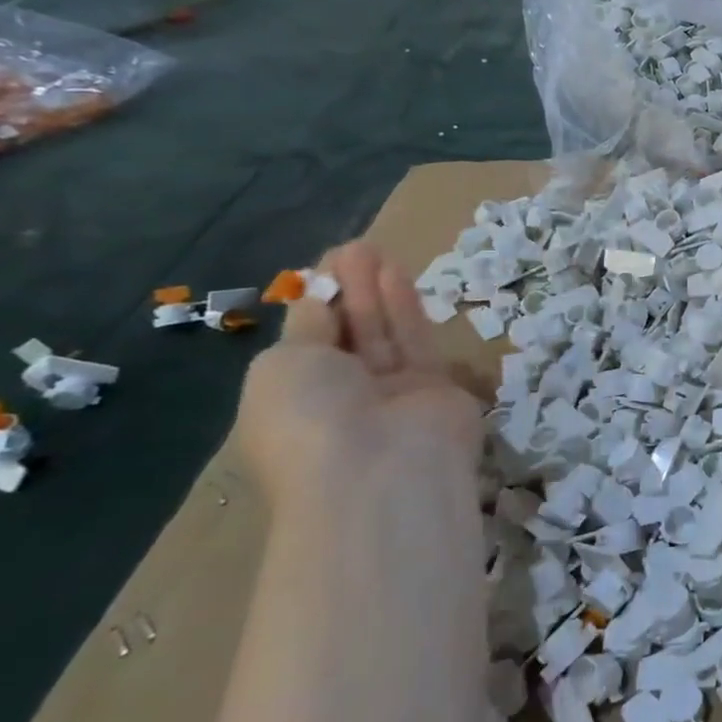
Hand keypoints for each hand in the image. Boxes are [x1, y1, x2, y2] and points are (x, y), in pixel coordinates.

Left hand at [236, 242, 482, 519]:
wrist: (381, 473)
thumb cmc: (310, 419)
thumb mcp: (283, 366)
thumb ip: (307, 328)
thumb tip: (320, 300)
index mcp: (293, 401)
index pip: (307, 345)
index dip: (314, 304)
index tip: (321, 268)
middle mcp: (342, 398)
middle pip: (348, 335)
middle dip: (348, 290)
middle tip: (354, 248)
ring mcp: (392, 395)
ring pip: (383, 334)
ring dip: (376, 291)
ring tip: (373, 248)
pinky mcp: (437, 388)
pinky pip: (415, 341)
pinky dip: (405, 308)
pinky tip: (396, 273)